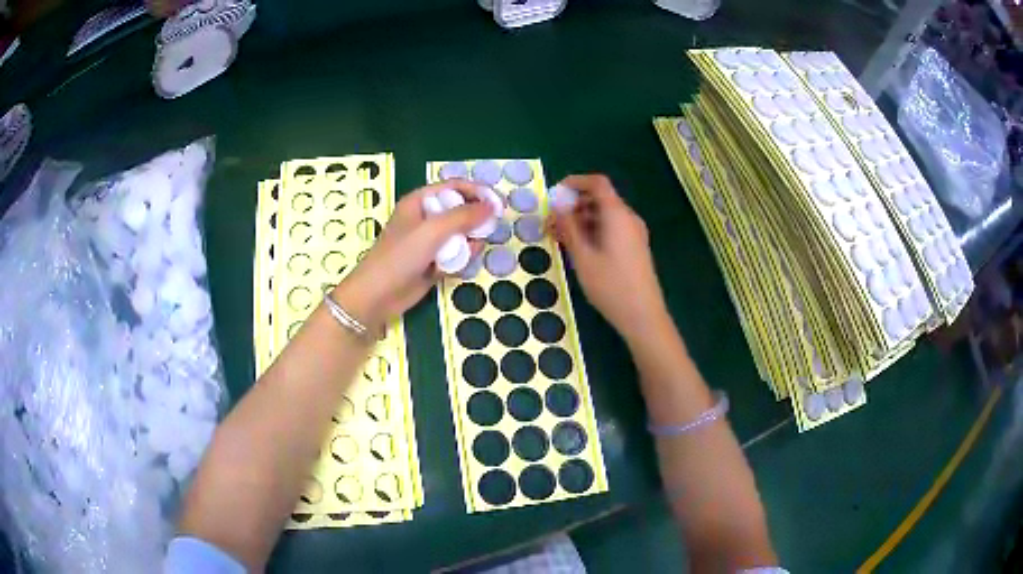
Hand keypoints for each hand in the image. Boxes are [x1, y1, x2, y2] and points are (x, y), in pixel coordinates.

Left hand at [333, 180, 492, 329]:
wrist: (378, 295)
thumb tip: (492, 207)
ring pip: (462, 235)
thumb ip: (464, 216)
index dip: (478, 192)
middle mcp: (426, 218)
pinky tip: (453, 269)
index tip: (499, 204)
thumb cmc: (400, 256)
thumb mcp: (432, 230)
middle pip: (461, 210)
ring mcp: (430, 241)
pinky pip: (456, 254)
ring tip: (466, 253)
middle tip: (488, 231)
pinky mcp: (433, 262)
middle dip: (476, 220)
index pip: (455, 187)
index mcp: (420, 201)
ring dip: (469, 243)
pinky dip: (459, 260)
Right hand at [551, 174, 667, 342]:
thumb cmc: (611, 285)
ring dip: (581, 220)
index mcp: (617, 214)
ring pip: (604, 215)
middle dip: (573, 205)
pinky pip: (611, 228)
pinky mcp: (635, 247)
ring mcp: (634, 233)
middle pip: (599, 199)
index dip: (575, 182)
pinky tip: (577, 248)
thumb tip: (557, 206)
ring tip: (559, 238)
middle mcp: (628, 218)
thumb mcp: (582, 257)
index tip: (554, 194)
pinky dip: (593, 231)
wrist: (643, 315)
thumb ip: (568, 227)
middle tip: (550, 222)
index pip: (597, 183)